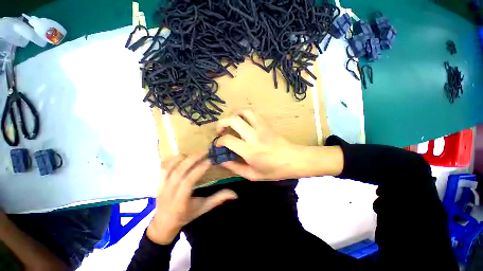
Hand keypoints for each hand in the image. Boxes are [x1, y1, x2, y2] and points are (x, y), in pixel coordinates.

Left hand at [147, 153, 237, 244]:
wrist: (163, 224)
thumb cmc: (185, 216)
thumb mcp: (203, 208)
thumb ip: (218, 199)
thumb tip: (235, 194)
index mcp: (180, 201)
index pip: (188, 181)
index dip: (199, 169)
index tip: (210, 161)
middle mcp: (169, 192)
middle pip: (179, 171)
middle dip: (192, 159)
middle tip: (205, 151)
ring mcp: (162, 186)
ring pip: (170, 167)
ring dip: (183, 158)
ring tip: (195, 153)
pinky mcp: (159, 182)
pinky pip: (163, 167)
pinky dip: (173, 159)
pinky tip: (182, 156)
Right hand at [216, 110, 303, 180]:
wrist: (294, 160)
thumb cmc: (274, 170)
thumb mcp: (253, 175)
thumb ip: (235, 168)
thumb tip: (223, 161)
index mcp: (250, 151)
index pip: (228, 140)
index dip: (219, 141)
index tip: (218, 145)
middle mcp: (253, 136)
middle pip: (233, 120)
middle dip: (222, 123)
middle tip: (220, 130)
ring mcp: (261, 128)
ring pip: (244, 112)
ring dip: (234, 115)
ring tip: (231, 122)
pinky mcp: (266, 125)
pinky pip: (253, 114)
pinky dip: (244, 114)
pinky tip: (243, 121)